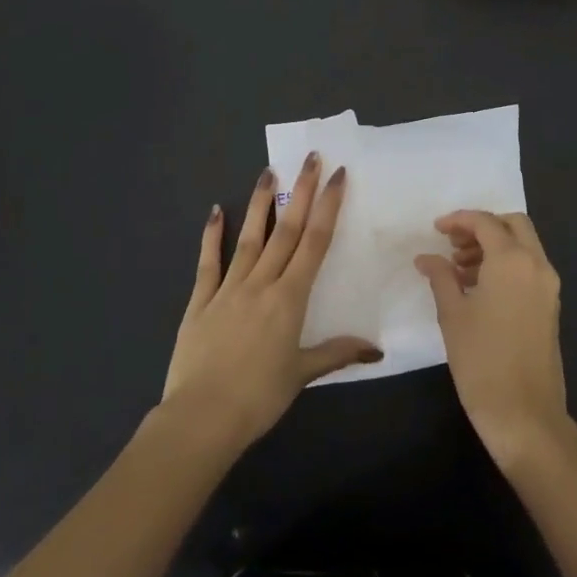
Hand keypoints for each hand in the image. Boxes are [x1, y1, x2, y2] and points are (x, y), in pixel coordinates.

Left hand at [162, 154, 380, 449]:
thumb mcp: (302, 374)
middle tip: (310, 158)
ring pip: (249, 238)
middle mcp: (261, 283)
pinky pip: (208, 263)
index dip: (327, 207)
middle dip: (301, 192)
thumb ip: (336, 353)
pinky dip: (212, 236)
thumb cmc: (258, 397)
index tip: (337, 176)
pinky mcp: (200, 302)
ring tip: (268, 172)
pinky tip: (214, 211)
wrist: (201, 418)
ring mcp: (228, 289)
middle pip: (286, 230)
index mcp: (289, 298)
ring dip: (260, 204)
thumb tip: (376, 348)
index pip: (314, 243)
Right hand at [415, 210, 571, 471]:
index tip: (436, 229)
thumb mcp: (452, 314)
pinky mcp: (550, 306)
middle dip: (483, 227)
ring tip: (459, 268)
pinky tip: (478, 287)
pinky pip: (529, 268)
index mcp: (512, 260)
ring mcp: (548, 286)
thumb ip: (440, 277)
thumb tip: (426, 258)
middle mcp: (537, 265)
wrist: (525, 414)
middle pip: (513, 225)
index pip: (486, 223)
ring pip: (524, 246)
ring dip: (494, 246)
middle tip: (453, 244)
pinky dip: (506, 265)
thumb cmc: (481, 360)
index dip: (459, 220)